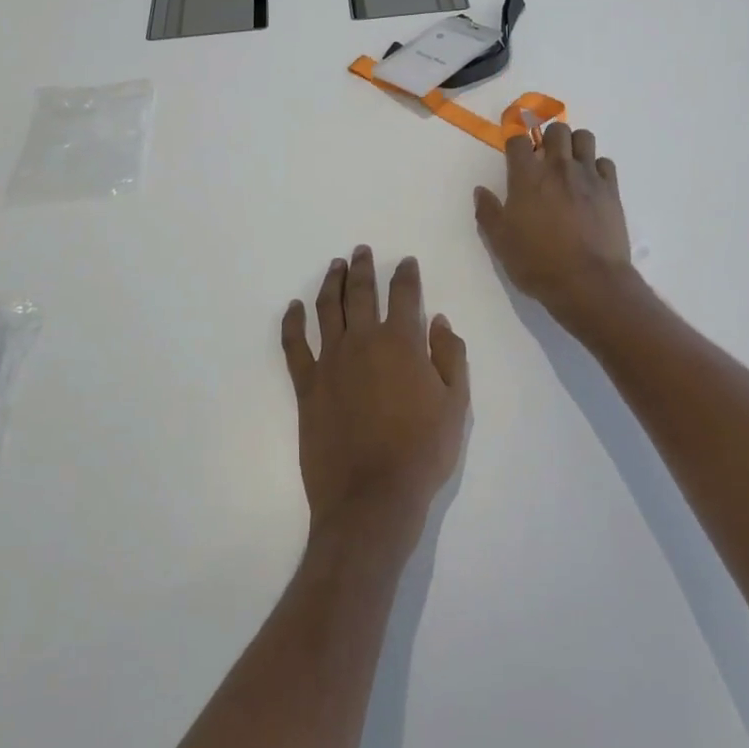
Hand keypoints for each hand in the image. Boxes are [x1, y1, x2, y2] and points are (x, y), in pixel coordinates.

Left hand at [281, 248, 469, 546]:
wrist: (372, 497)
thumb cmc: (422, 452)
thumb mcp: (456, 405)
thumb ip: (450, 356)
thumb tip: (438, 321)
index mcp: (401, 343)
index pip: (404, 295)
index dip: (406, 275)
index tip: (406, 262)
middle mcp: (363, 342)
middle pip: (360, 293)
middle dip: (363, 268)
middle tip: (362, 250)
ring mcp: (330, 362)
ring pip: (327, 309)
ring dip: (331, 283)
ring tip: (335, 266)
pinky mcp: (307, 385)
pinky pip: (295, 346)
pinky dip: (292, 322)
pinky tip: (293, 308)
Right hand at [474, 124, 634, 325]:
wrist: (588, 281)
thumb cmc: (537, 262)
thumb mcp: (500, 242)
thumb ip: (488, 212)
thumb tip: (481, 191)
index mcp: (526, 177)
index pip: (518, 139)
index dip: (514, 140)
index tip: (514, 150)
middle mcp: (558, 167)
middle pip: (556, 129)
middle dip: (548, 137)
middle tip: (543, 157)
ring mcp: (588, 176)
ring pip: (584, 138)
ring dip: (574, 145)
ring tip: (569, 164)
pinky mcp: (611, 189)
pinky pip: (605, 162)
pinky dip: (596, 167)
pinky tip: (590, 184)